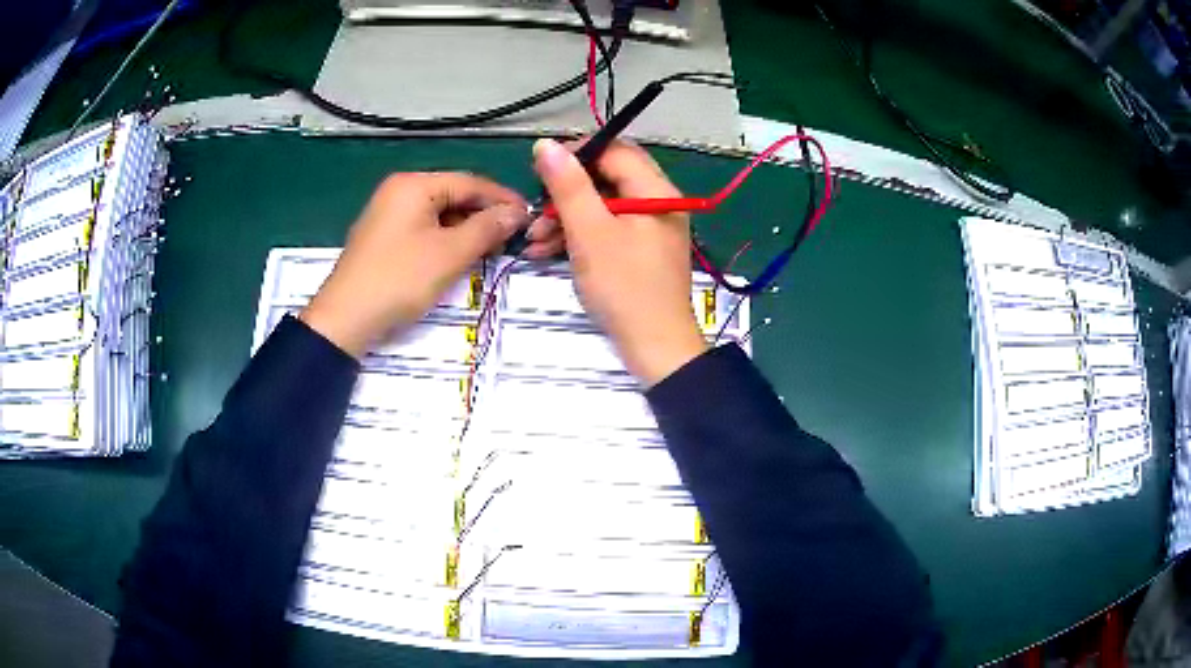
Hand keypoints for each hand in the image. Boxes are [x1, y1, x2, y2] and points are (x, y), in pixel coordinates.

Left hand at [301, 173, 524, 357]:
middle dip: (484, 215)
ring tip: (490, 250)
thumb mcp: (450, 254)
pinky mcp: (383, 236)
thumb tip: (517, 213)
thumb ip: (487, 228)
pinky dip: (445, 239)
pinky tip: (459, 256)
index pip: (470, 182)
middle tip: (512, 237)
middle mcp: (400, 190)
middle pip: (453, 195)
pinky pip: (423, 228)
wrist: (345, 318)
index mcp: (414, 184)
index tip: (530, 216)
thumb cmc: (399, 279)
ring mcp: (388, 213)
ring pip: (439, 214)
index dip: (502, 199)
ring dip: (466, 229)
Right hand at [532, 138, 706, 386]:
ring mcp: (648, 228)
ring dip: (565, 218)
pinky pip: (606, 230)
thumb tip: (546, 145)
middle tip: (535, 209)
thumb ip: (568, 186)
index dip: (576, 154)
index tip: (541, 170)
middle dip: (565, 193)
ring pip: (602, 206)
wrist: (654, 347)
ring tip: (533, 239)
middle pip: (606, 178)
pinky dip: (578, 236)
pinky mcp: (639, 251)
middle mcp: (656, 203)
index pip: (614, 151)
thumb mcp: (590, 233)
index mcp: (654, 191)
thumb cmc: (624, 288)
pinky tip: (545, 251)